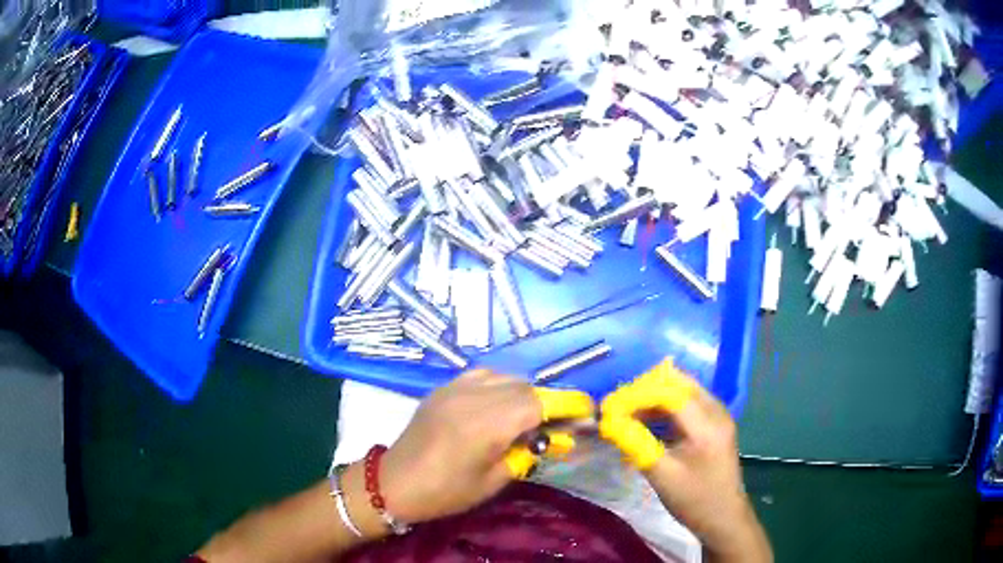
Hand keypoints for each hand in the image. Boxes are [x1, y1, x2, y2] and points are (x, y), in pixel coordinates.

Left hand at [379, 370, 593, 524]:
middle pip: (525, 387)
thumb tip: (554, 438)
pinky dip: (499, 385)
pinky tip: (498, 403)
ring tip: (525, 416)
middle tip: (555, 424)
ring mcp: (454, 388)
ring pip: (505, 377)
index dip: (568, 404)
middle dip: (547, 402)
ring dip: (523, 393)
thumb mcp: (493, 480)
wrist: (394, 482)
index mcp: (486, 425)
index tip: (587, 411)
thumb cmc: (446, 492)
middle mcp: (472, 397)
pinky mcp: (443, 387)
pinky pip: (482, 375)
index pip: (539, 403)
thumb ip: (526, 453)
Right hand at [599, 360, 770, 561]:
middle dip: (644, 390)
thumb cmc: (694, 500)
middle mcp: (716, 411)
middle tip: (618, 407)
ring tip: (627, 413)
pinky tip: (647, 421)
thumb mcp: (662, 475)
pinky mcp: (715, 422)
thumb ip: (636, 444)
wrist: (724, 516)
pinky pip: (687, 401)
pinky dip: (664, 406)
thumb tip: (609, 423)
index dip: (637, 395)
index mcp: (706, 425)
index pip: (669, 393)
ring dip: (653, 397)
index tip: (610, 408)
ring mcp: (718, 414)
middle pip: (678, 382)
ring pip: (682, 389)